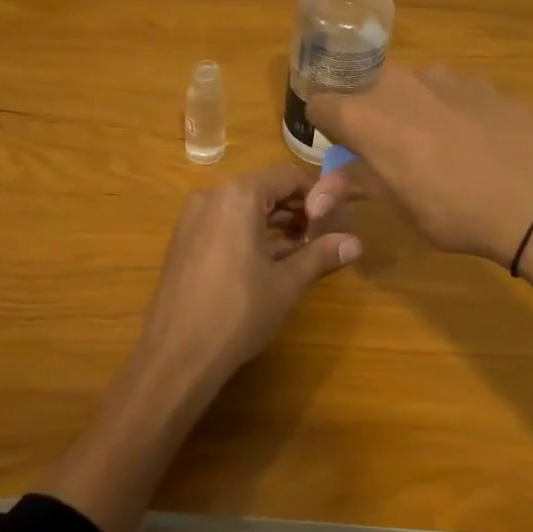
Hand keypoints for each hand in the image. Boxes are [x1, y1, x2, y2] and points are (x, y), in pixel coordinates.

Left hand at [137, 162, 361, 389]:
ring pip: (243, 205)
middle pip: (264, 187)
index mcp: (238, 195)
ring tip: (301, 248)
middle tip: (322, 234)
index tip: (336, 218)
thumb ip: (320, 254)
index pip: (288, 175)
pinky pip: (224, 220)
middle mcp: (212, 195)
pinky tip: (269, 259)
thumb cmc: (238, 313)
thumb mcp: (286, 283)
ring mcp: (192, 217)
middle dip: (296, 207)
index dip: (317, 193)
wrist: (176, 356)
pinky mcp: (183, 239)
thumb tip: (356, 243)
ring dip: (274, 220)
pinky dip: (249, 230)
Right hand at [304, 64, 532, 348]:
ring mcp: (442, 75)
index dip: (325, 126)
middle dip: (367, 116)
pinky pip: (445, 88)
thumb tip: (315, 197)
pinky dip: (445, 106)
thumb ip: (354, 186)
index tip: (341, 148)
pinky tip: (472, 139)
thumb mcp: (400, 205)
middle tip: (387, 153)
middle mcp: (397, 82)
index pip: (321, 103)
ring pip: (407, 86)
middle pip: (364, 89)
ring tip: (436, 147)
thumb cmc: (456, 210)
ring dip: (407, 109)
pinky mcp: (479, 79)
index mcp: (367, 114)